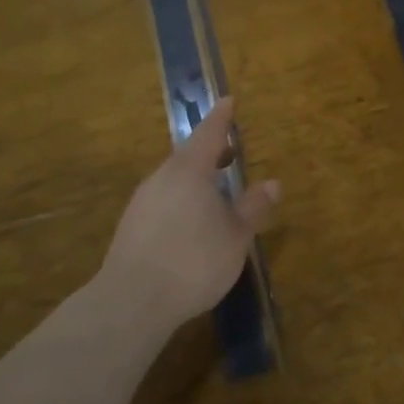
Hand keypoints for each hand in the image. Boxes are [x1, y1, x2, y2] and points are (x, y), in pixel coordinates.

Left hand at [99, 98, 280, 338]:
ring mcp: (142, 202)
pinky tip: (190, 220)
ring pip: (173, 179)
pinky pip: (162, 200)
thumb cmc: (193, 260)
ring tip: (215, 189)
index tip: (228, 101)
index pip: (208, 134)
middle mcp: (162, 178)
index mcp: (189, 171)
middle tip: (230, 151)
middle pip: (188, 156)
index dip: (221, 118)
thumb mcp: (236, 236)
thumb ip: (253, 207)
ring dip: (195, 177)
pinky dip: (181, 198)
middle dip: (210, 151)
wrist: (131, 302)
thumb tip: (272, 183)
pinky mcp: (130, 227)